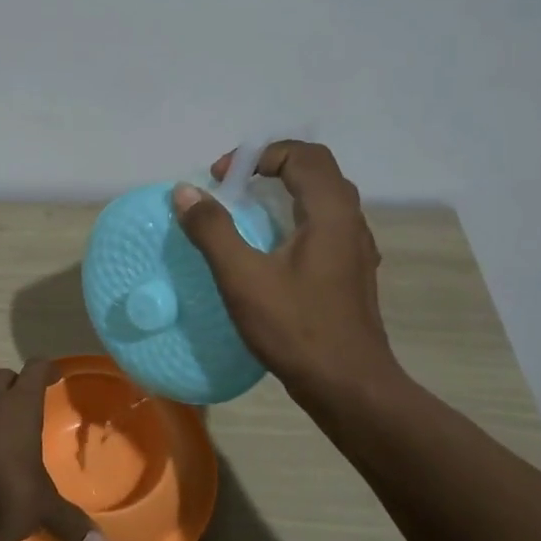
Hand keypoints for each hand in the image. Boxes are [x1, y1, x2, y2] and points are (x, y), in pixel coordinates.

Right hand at [173, 141, 402, 396]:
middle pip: (315, 171)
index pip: (302, 154)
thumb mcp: (243, 278)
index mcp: (330, 213)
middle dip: (271, 167)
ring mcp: (355, 249)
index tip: (222, 180)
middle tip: (233, 187)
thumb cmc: (296, 328)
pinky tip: (271, 250)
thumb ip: (213, 230)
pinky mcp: (351, 273)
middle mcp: (350, 222)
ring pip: (322, 199)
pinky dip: (294, 219)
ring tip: (247, 213)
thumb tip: (185, 192)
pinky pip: (324, 227)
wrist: (349, 386)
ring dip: (284, 193)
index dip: (257, 156)